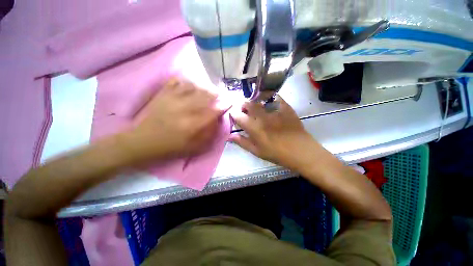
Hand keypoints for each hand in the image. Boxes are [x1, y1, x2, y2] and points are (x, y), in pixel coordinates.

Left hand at [124, 78, 228, 160]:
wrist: (143, 141)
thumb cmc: (171, 147)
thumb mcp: (194, 147)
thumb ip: (209, 134)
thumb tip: (217, 121)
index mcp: (193, 124)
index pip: (214, 111)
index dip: (224, 105)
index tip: (229, 102)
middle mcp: (185, 109)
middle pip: (206, 95)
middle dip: (216, 94)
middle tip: (220, 95)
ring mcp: (173, 99)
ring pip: (194, 86)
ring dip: (204, 87)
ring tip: (207, 90)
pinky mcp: (163, 94)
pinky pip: (178, 81)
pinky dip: (187, 82)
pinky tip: (191, 85)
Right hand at [230, 95, 321, 170]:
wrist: (301, 151)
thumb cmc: (277, 153)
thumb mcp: (257, 151)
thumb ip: (242, 142)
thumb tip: (230, 136)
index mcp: (254, 128)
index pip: (238, 116)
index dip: (234, 114)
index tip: (235, 115)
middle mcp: (263, 116)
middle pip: (248, 103)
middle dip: (243, 105)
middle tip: (245, 110)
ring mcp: (274, 110)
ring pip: (259, 99)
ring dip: (254, 101)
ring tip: (256, 106)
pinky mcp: (285, 107)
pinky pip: (274, 97)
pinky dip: (268, 97)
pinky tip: (268, 102)